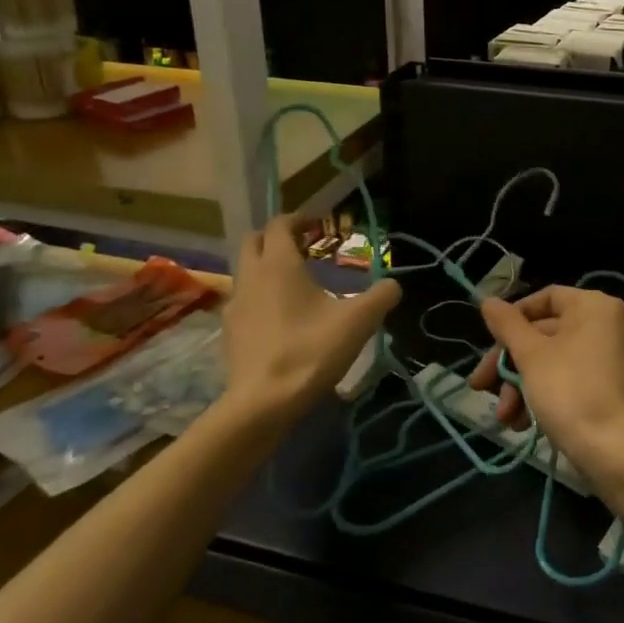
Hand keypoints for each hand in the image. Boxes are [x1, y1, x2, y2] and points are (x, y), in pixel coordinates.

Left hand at [223, 214, 400, 422]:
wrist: (263, 403)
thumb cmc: (310, 351)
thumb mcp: (358, 322)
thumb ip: (381, 296)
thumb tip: (393, 285)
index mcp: (278, 264)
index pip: (280, 224)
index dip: (298, 219)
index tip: (317, 225)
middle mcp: (251, 276)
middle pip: (254, 241)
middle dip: (277, 238)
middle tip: (305, 248)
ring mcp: (236, 305)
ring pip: (247, 271)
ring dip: (267, 267)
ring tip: (296, 283)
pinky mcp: (230, 332)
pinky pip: (245, 300)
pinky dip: (261, 296)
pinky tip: (281, 317)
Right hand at [468, 286, 623, 467]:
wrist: (611, 450)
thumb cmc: (568, 390)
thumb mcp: (530, 354)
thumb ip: (507, 325)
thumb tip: (487, 301)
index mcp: (593, 306)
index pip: (545, 298)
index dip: (513, 318)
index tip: (489, 341)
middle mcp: (605, 324)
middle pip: (543, 333)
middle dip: (509, 365)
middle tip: (480, 387)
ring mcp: (607, 357)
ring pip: (550, 360)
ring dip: (520, 386)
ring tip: (504, 417)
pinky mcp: (605, 386)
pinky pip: (566, 378)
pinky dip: (541, 395)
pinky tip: (521, 423)